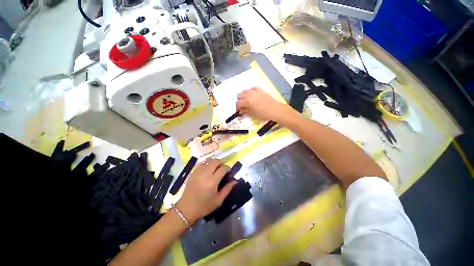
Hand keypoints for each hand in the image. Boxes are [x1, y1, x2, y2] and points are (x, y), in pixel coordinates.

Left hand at [176, 159, 236, 223]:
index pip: (223, 168)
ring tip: (215, 169)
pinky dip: (206, 164)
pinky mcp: (193, 172)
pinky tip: (207, 170)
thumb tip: (235, 181)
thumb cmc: (204, 206)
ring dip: (214, 163)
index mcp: (213, 181)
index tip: (229, 171)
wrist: (186, 209)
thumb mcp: (219, 200)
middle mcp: (205, 174)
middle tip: (222, 169)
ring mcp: (198, 172)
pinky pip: (201, 163)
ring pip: (208, 161)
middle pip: (216, 161)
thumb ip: (228, 189)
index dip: (228, 168)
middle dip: (221, 163)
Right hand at [236, 87, 290, 121]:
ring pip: (245, 90)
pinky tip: (252, 95)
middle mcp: (250, 95)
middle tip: (242, 106)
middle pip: (239, 95)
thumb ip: (246, 111)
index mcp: (247, 101)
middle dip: (240, 101)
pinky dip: (251, 91)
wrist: (275, 110)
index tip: (238, 111)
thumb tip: (241, 110)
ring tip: (247, 100)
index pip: (238, 103)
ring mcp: (255, 91)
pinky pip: (253, 88)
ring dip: (244, 95)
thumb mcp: (253, 114)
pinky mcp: (260, 90)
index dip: (237, 108)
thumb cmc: (264, 114)